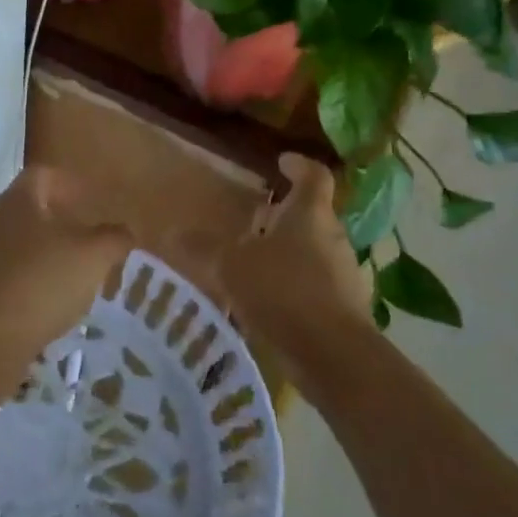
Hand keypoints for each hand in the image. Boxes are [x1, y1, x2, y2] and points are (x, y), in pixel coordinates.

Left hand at [0, 167, 132, 354]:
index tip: (93, 200)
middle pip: (29, 211)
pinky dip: (33, 286)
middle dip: (61, 222)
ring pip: (20, 246)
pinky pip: (11, 279)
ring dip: (47, 256)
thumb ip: (113, 238)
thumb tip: (124, 231)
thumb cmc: (41, 282)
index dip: (70, 183)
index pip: (42, 175)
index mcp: (18, 200)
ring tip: (77, 276)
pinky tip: (53, 306)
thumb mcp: (92, 256)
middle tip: (90, 239)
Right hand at [215, 154, 373, 384]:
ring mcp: (344, 274)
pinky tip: (269, 306)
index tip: (282, 162)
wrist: (334, 354)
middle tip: (255, 221)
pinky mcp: (346, 308)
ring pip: (314, 252)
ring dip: (288, 255)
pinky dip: (295, 288)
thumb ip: (203, 249)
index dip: (299, 165)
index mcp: (310, 214)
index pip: (314, 175)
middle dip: (284, 217)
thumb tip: (171, 233)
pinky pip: (318, 287)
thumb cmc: (283, 291)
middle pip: (313, 216)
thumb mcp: (231, 267)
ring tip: (256, 267)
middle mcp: (333, 237)